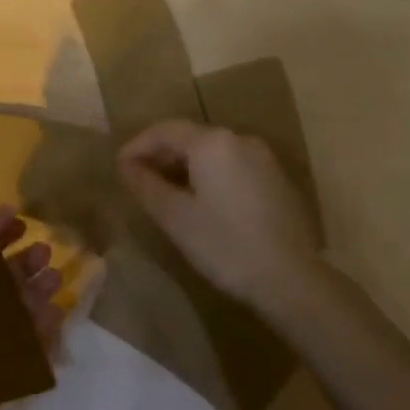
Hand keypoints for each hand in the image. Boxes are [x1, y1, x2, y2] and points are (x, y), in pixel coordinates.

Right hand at [118, 119, 322, 313]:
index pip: (165, 130)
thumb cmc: (225, 245)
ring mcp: (263, 158)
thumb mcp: (176, 217)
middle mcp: (239, 139)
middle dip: (161, 155)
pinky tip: (201, 201)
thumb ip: (146, 186)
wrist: (290, 278)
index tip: (119, 167)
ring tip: (165, 192)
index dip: (137, 146)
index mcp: (212, 142)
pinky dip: (210, 175)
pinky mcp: (276, 179)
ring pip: (213, 152)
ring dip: (185, 166)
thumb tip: (126, 166)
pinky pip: (233, 165)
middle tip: (137, 180)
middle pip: (190, 137)